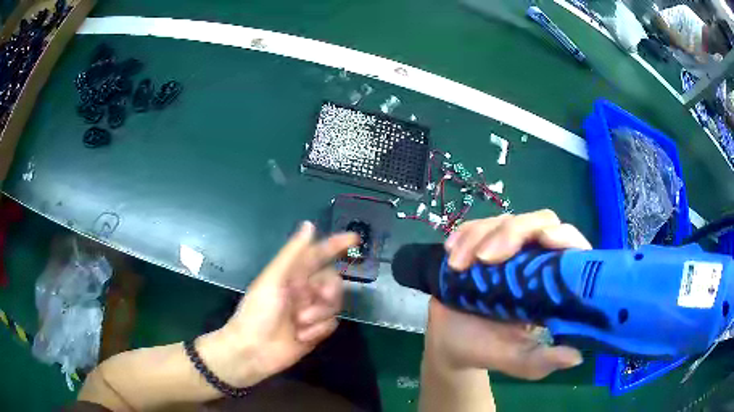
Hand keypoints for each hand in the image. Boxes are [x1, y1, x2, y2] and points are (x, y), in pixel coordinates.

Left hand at [198, 222, 358, 387]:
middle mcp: (303, 290)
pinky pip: (331, 324)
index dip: (336, 244)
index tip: (355, 238)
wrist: (253, 351)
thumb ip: (293, 254)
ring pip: (334, 304)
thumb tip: (309, 224)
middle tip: (320, 299)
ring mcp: (310, 311)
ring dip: (319, 314)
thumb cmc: (258, 312)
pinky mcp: (315, 331)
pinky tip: (302, 337)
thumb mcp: (273, 279)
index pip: (318, 254)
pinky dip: (319, 330)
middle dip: (330, 290)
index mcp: (292, 275)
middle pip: (332, 281)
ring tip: (300, 324)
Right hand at [426, 210, 588, 379]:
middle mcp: (535, 260)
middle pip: (540, 221)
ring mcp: (508, 249)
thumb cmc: (487, 351)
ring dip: (479, 236)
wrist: (448, 344)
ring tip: (457, 266)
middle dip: (512, 233)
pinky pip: (477, 225)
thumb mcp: (517, 360)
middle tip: (484, 259)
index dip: (564, 236)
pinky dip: (464, 234)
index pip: (572, 247)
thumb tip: (576, 357)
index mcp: (552, 285)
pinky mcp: (482, 244)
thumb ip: (543, 359)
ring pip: (506, 220)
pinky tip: (451, 252)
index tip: (545, 240)